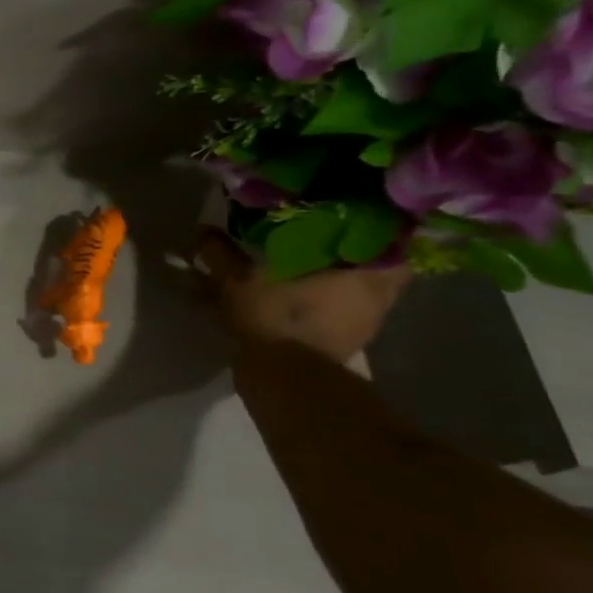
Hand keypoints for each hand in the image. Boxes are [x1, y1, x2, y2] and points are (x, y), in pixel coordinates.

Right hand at [197, 229, 410, 363]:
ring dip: (328, 278)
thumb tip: (202, 229)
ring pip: (351, 289)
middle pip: (370, 265)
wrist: (285, 379)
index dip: (369, 225)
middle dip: (343, 251)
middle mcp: (376, 298)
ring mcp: (362, 324)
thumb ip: (221, 252)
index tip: (345, 213)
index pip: (390, 240)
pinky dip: (316, 301)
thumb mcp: (238, 279)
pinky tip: (289, 294)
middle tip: (314, 235)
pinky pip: (334, 311)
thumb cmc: (277, 317)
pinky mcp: (342, 343)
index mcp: (368, 274)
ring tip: (295, 264)